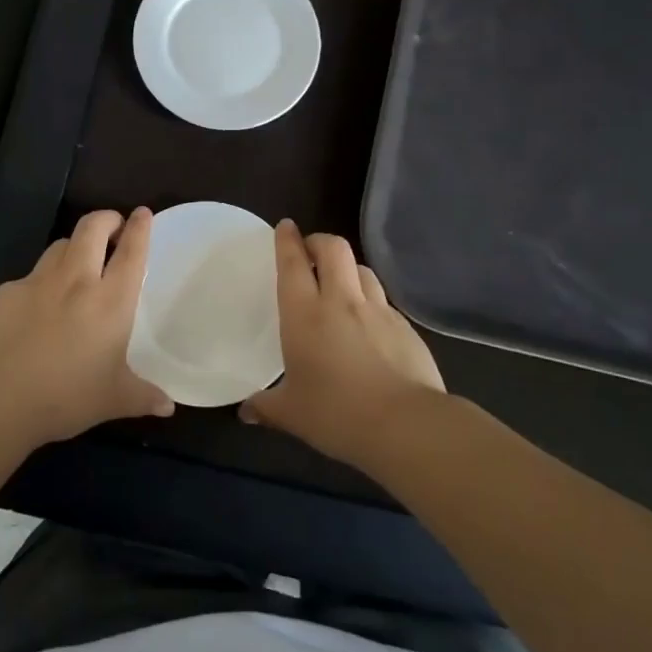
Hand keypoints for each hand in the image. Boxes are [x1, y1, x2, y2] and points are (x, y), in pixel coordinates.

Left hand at [0, 208, 174, 445]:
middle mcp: (76, 280)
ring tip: (78, 261)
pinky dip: (40, 282)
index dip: (140, 228)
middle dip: (106, 219)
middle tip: (113, 227)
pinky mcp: (5, 292)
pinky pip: (29, 277)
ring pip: (60, 245)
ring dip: (74, 245)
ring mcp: (37, 282)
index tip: (143, 213)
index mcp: (110, 301)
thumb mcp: (114, 400)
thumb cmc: (66, 397)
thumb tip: (167, 406)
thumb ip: (144, 396)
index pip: (131, 252)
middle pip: (92, 228)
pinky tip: (36, 309)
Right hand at [240, 220, 446, 469]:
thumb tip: (245, 412)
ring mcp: (379, 311)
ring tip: (340, 285)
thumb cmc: (337, 414)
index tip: (285, 226)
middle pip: (334, 249)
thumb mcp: (292, 414)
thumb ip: (265, 407)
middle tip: (310, 253)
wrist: (406, 425)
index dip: (287, 240)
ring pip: (363, 270)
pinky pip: (384, 301)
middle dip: (319, 242)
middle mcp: (342, 301)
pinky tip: (369, 325)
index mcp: (305, 314)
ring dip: (348, 269)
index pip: (293, 263)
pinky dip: (372, 301)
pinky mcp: (406, 328)